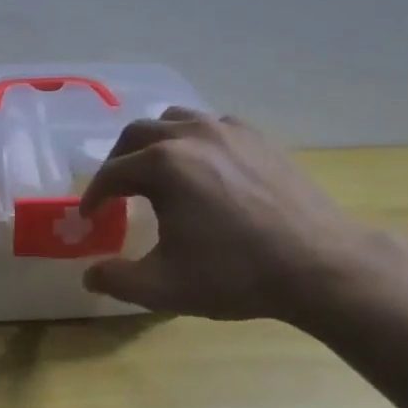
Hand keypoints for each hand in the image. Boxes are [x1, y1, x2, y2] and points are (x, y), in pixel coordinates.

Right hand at [78, 107, 373, 328]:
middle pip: (136, 134)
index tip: (88, 218)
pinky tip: (201, 169)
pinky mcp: (257, 137)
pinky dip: (191, 141)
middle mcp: (191, 134)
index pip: (112, 173)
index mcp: (163, 165)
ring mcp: (228, 130)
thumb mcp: (164, 287)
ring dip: (153, 143)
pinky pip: (210, 126)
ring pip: (174, 120)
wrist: (319, 265)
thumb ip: (117, 280)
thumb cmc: (235, 274)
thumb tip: (89, 275)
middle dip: (117, 161)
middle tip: (114, 191)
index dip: (93, 197)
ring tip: (153, 172)